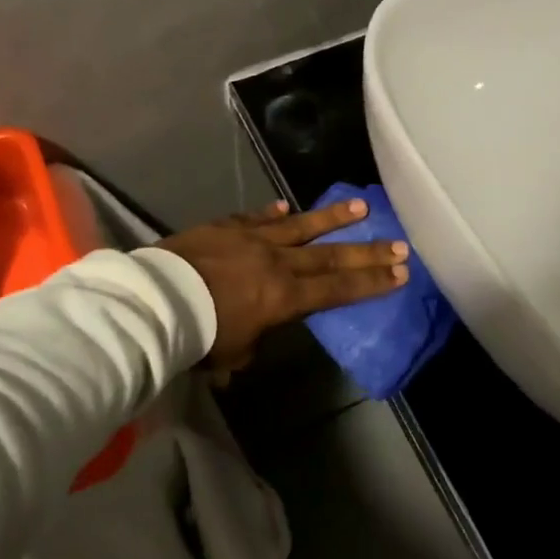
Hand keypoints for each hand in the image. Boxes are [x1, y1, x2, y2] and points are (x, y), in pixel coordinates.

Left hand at [159, 200, 408, 367]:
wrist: (159, 299)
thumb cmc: (200, 334)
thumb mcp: (233, 353)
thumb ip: (251, 344)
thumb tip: (250, 340)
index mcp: (284, 297)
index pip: (337, 289)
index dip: (371, 283)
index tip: (400, 273)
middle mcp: (278, 262)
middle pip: (330, 255)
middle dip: (367, 252)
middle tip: (399, 243)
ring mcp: (253, 239)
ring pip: (301, 225)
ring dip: (332, 217)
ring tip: (360, 207)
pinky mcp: (228, 226)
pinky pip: (256, 217)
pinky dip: (272, 212)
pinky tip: (285, 205)